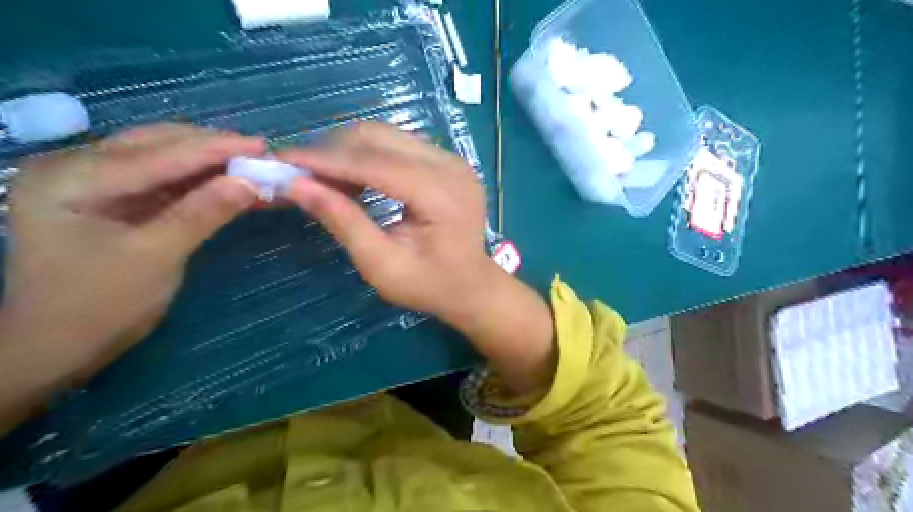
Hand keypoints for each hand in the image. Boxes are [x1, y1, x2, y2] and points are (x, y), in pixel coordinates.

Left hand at [0, 125, 264, 387]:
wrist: (60, 347)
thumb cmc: (99, 306)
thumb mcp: (156, 257)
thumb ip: (202, 214)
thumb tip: (251, 182)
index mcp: (71, 177)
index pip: (159, 154)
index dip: (216, 148)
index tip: (264, 146)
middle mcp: (77, 167)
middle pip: (159, 145)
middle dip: (214, 149)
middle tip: (263, 155)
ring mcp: (96, 183)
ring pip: (166, 159)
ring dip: (211, 163)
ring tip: (253, 165)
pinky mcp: (116, 200)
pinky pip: (167, 182)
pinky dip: (202, 182)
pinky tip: (231, 182)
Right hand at [283, 121, 492, 320]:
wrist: (472, 286)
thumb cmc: (430, 285)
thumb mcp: (383, 265)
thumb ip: (344, 222)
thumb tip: (296, 185)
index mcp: (442, 196)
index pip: (375, 163)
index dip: (326, 160)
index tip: (282, 159)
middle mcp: (451, 166)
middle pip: (380, 138)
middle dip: (334, 151)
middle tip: (301, 173)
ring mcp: (453, 159)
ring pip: (387, 135)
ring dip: (349, 150)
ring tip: (324, 178)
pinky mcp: (448, 161)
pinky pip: (399, 144)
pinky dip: (369, 154)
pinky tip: (353, 177)